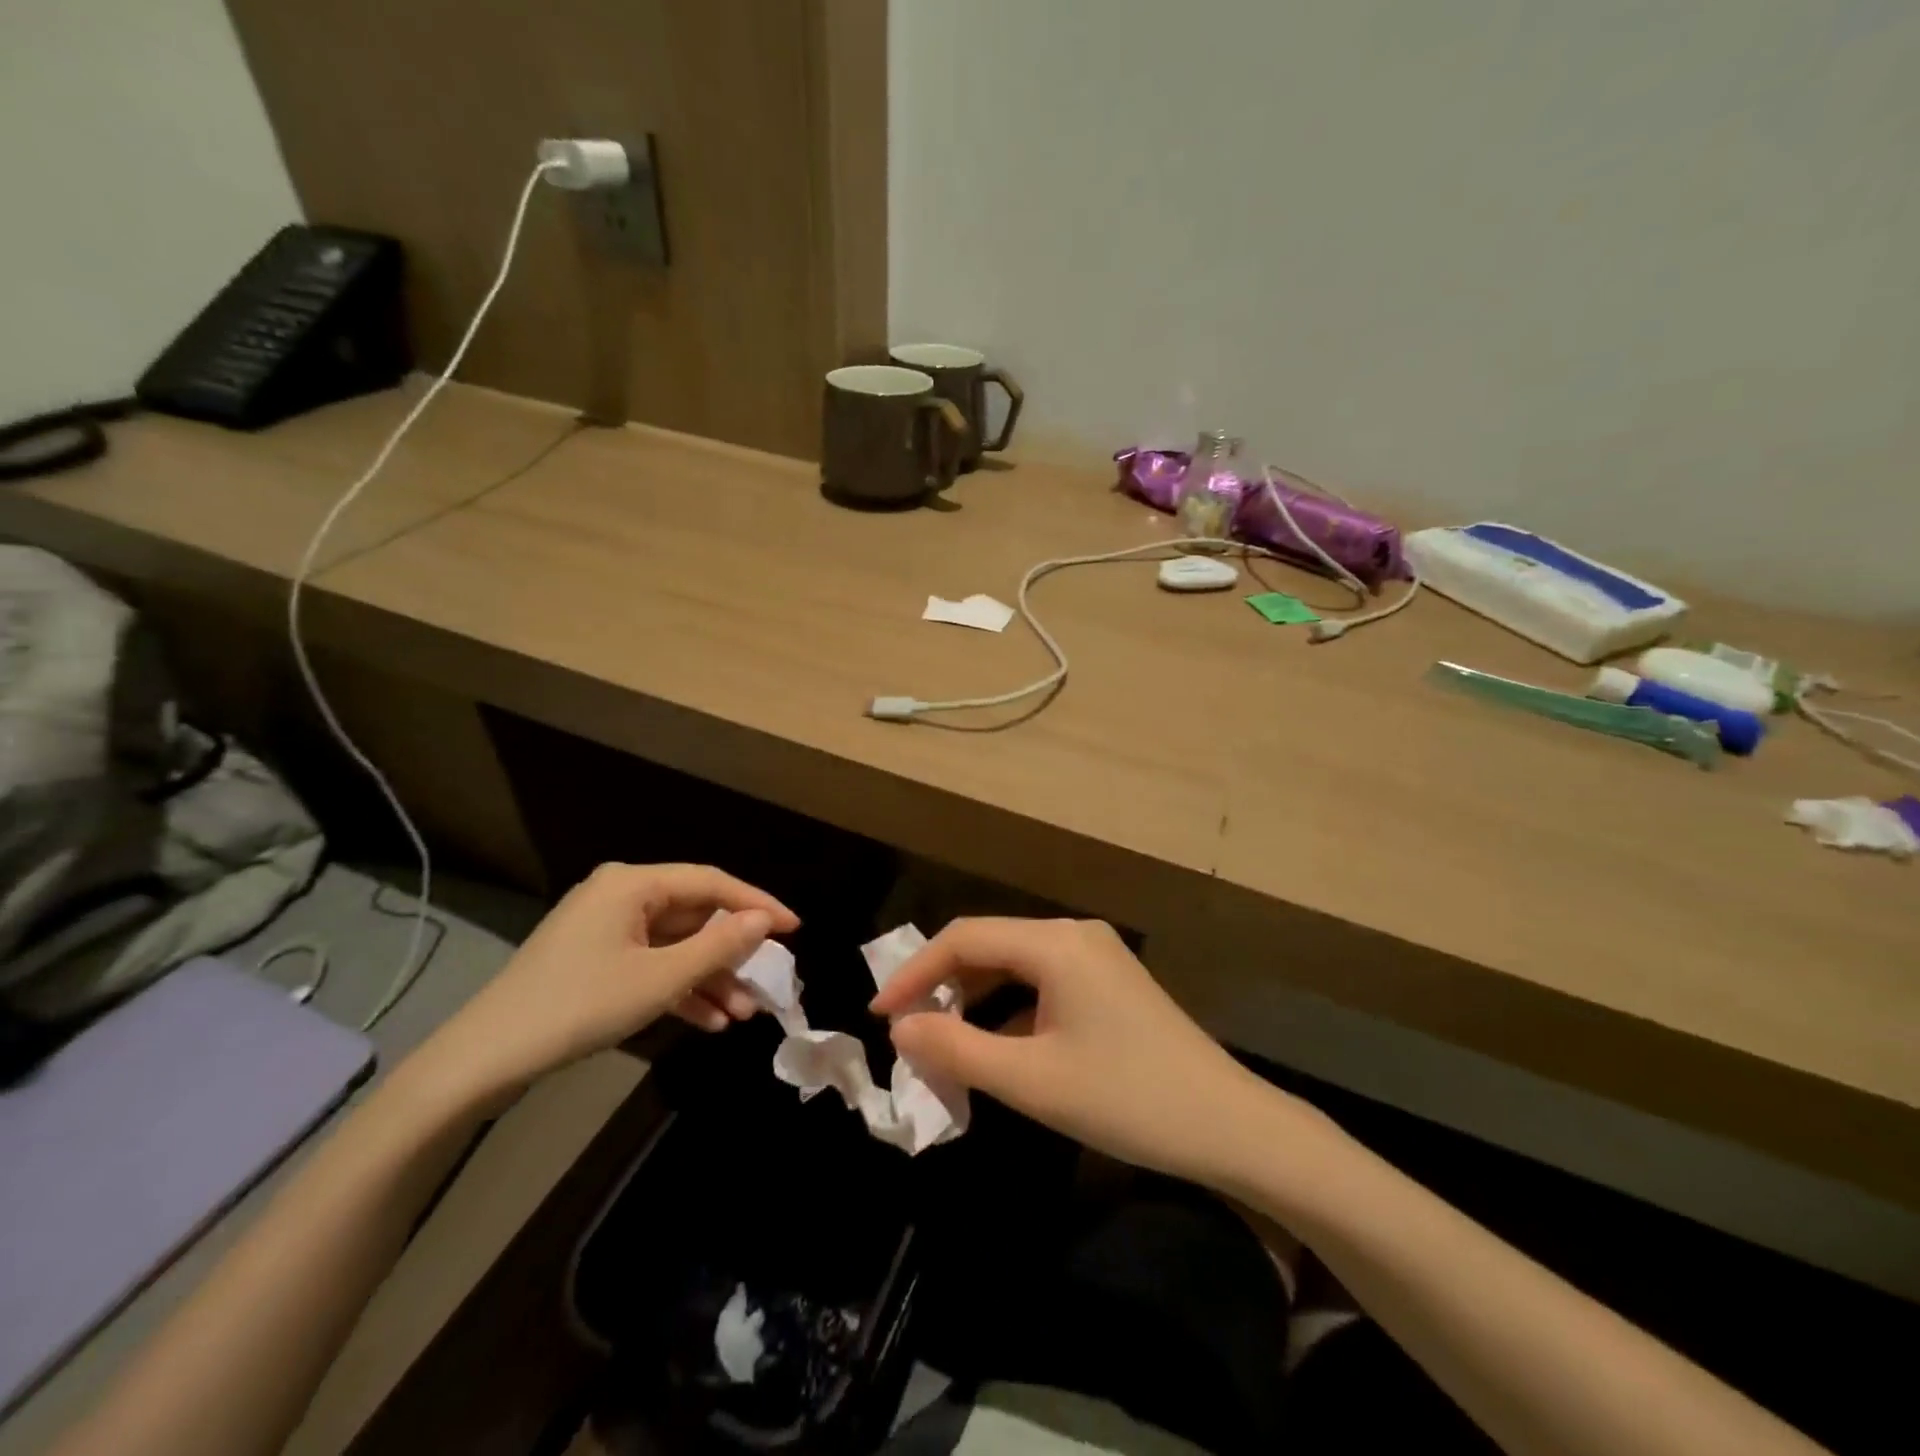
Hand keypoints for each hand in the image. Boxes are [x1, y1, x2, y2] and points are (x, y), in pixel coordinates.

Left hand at [414, 863, 797, 1102]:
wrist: (484, 1060)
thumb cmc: (579, 1006)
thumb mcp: (659, 979)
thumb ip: (718, 946)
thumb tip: (763, 921)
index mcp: (633, 884)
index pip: (711, 883)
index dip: (757, 905)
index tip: (794, 929)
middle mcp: (621, 896)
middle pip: (695, 916)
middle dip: (732, 954)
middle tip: (769, 982)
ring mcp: (606, 930)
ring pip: (676, 946)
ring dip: (710, 978)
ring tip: (744, 1014)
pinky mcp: (596, 960)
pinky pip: (652, 965)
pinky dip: (680, 989)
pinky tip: (709, 1021)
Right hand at [870, 917, 1279, 1185]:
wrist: (1231, 1126)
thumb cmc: (1126, 1099)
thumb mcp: (1031, 1080)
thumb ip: (956, 1048)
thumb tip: (900, 1027)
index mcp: (1055, 943)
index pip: (964, 939)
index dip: (915, 973)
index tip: (879, 1013)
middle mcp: (1074, 934)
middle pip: (989, 946)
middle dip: (943, 984)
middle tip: (906, 1030)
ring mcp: (1096, 956)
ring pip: (1015, 965)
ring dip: (975, 998)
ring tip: (941, 1040)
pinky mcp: (1109, 982)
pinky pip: (1043, 983)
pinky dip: (1010, 1009)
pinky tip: (995, 1046)